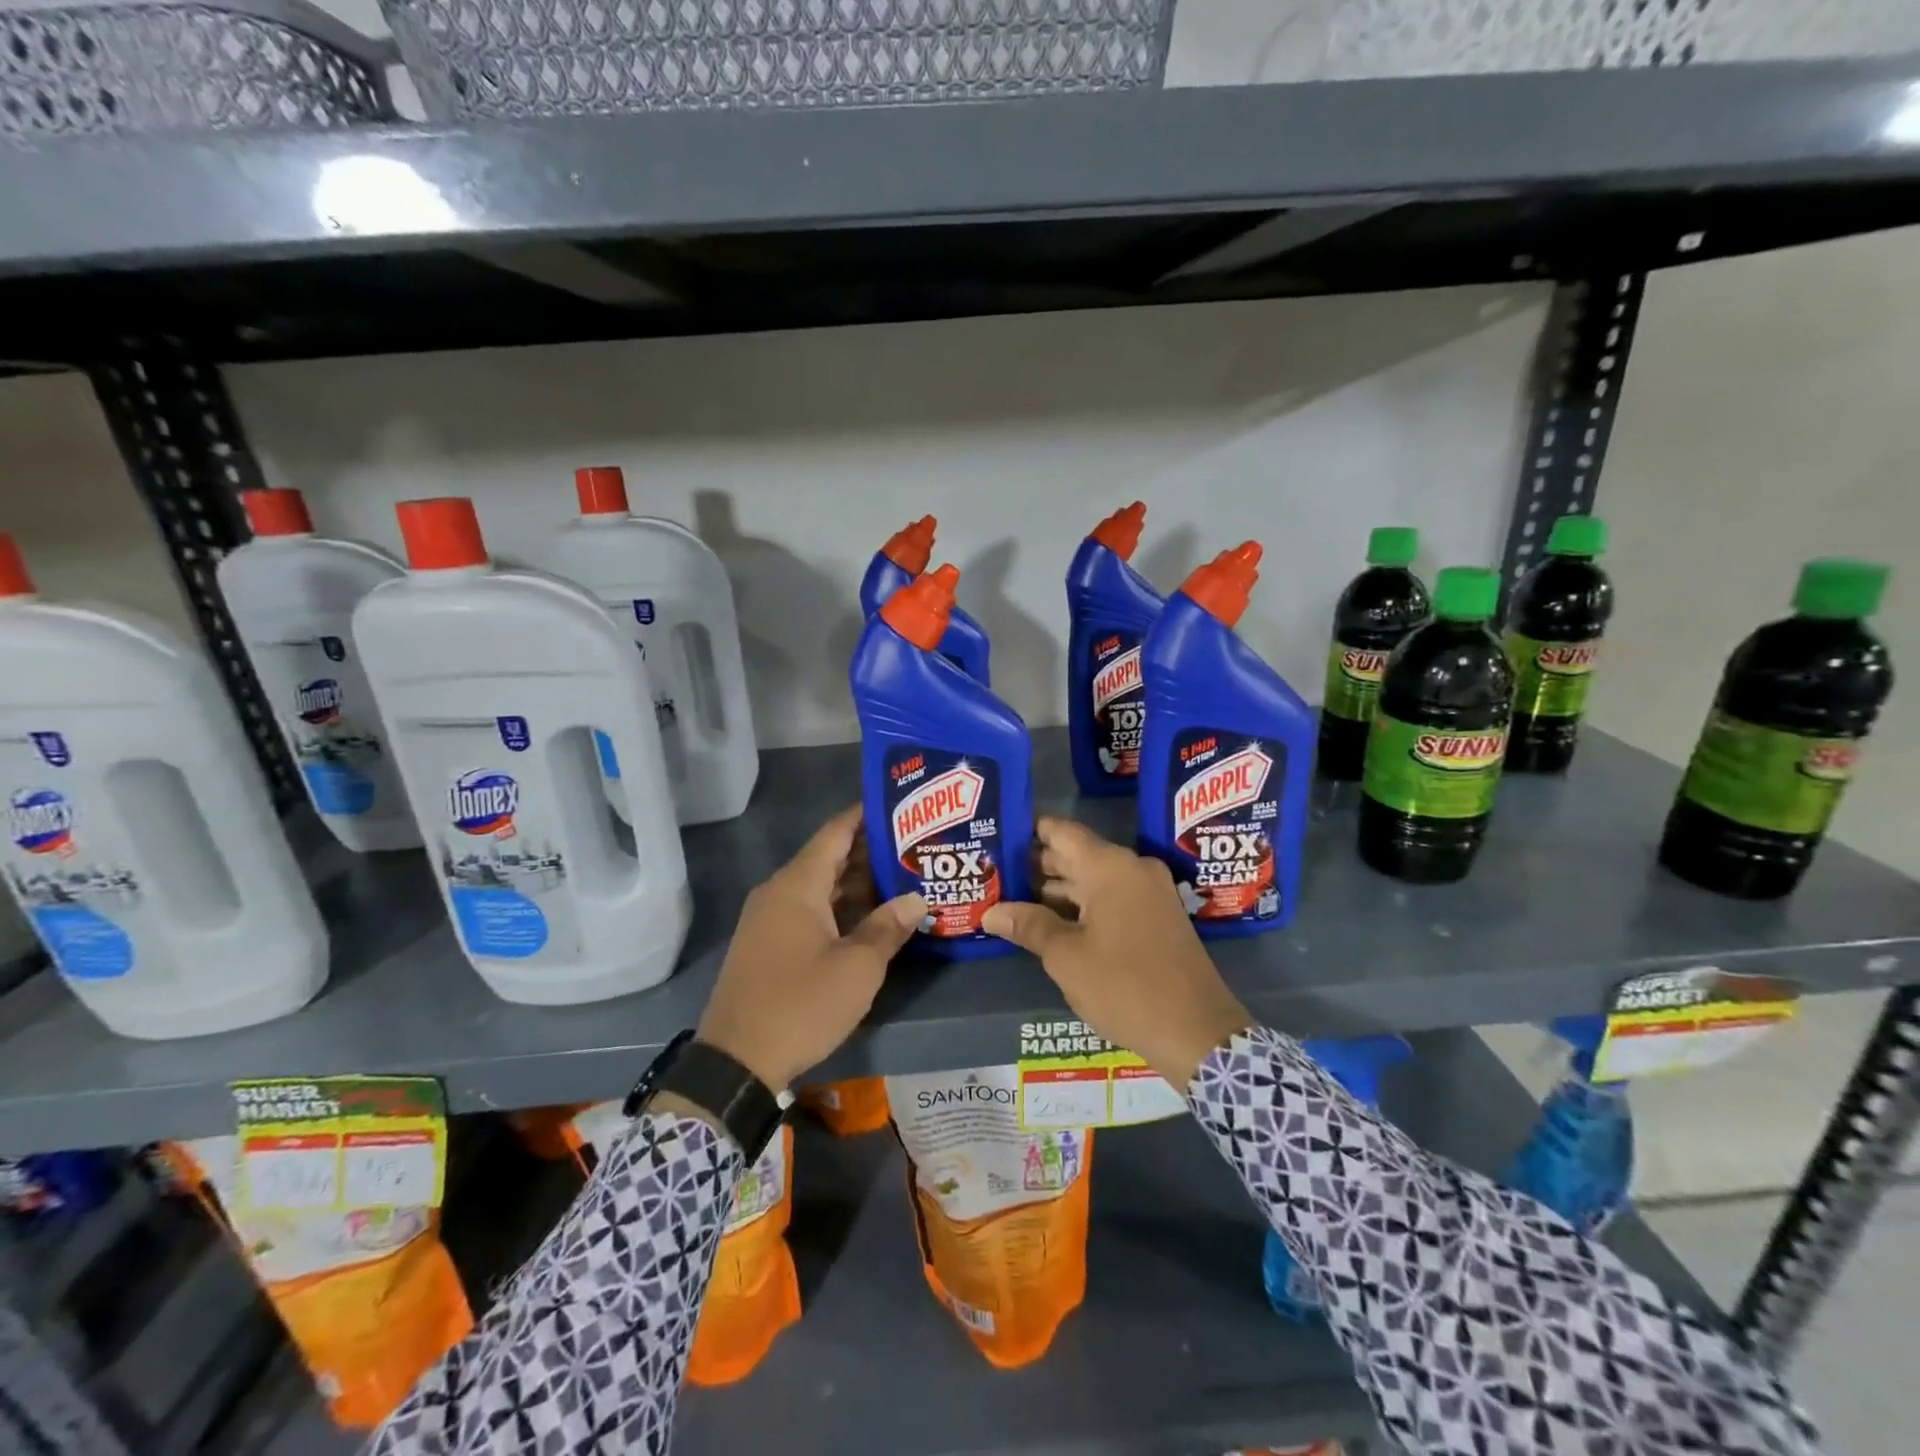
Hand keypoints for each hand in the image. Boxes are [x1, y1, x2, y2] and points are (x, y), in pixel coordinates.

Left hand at [698, 805, 923, 1092]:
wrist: (735, 1062)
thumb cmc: (801, 1004)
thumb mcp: (857, 967)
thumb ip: (888, 927)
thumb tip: (916, 900)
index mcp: (797, 885)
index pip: (836, 832)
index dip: (867, 815)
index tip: (900, 805)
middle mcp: (779, 892)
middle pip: (829, 858)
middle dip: (870, 852)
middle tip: (914, 847)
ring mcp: (770, 919)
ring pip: (820, 888)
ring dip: (857, 884)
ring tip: (902, 879)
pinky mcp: (768, 945)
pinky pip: (809, 911)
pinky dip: (840, 908)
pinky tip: (871, 918)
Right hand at [983, 817, 1251, 1086]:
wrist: (1197, 1031)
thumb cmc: (1124, 986)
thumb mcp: (1066, 957)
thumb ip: (1028, 926)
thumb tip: (991, 913)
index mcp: (1109, 866)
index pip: (1061, 831)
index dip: (1029, 831)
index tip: (999, 837)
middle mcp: (1132, 868)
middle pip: (1076, 854)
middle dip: (1037, 865)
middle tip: (995, 874)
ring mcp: (1149, 892)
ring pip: (1094, 878)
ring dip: (1058, 889)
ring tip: (1014, 899)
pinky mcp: (1158, 916)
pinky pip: (1112, 897)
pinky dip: (1083, 905)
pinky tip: (1052, 922)